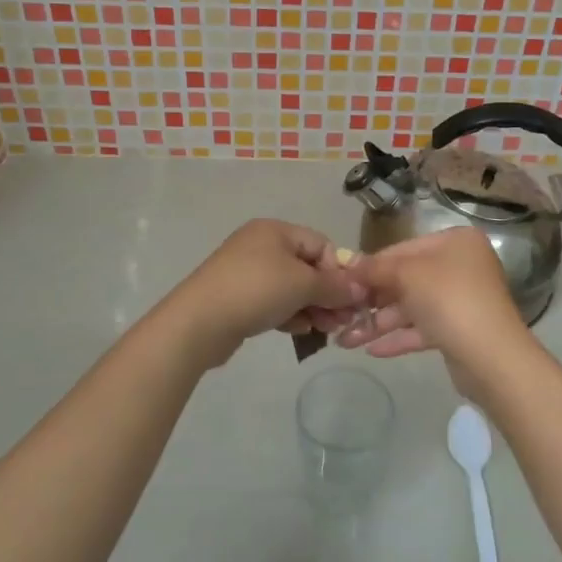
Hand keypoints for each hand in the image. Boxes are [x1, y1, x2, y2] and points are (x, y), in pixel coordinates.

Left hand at [164, 219, 365, 367]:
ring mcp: (247, 271)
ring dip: (311, 307)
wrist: (199, 321)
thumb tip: (361, 289)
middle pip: (307, 266)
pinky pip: (273, 301)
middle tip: (340, 321)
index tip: (348, 299)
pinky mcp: (238, 297)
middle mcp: (261, 245)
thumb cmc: (256, 290)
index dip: (338, 271)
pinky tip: (298, 331)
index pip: (321, 244)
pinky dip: (289, 313)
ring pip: (291, 287)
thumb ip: (335, 286)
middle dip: (327, 294)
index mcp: (276, 230)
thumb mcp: (303, 285)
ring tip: (323, 330)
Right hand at [335, 228, 530, 372]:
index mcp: (455, 242)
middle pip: (406, 279)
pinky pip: (423, 329)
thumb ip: (376, 268)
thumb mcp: (407, 275)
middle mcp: (461, 266)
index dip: (371, 266)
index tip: (342, 281)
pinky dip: (398, 337)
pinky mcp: (459, 331)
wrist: (492, 357)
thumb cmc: (449, 300)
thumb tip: (349, 264)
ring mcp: (461, 300)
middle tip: (340, 314)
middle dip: (372, 300)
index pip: (402, 249)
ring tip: (344, 341)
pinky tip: (371, 351)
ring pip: (412, 307)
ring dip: (379, 324)